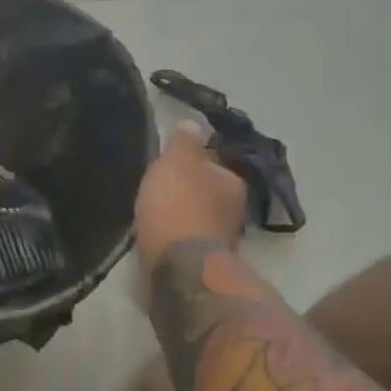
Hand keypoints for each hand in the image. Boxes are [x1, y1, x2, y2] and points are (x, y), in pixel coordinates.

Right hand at [135, 122, 246, 266]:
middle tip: (159, 190)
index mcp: (232, 182)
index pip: (212, 165)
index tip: (169, 166)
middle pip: (208, 194)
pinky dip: (175, 239)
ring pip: (198, 220)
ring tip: (154, 215)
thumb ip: (184, 142)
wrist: (179, 267)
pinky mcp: (204, 265)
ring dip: (181, 218)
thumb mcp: (175, 162)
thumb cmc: (178, 205)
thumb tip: (193, 123)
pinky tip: (158, 238)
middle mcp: (235, 211)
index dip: (190, 164)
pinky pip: (187, 243)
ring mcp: (222, 241)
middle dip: (188, 193)